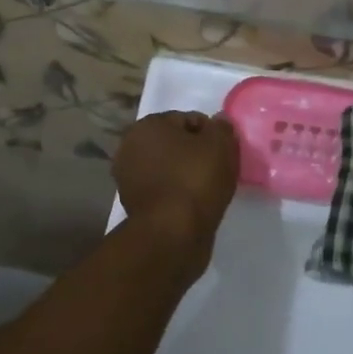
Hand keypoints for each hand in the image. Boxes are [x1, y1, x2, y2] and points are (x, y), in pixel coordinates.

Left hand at [114, 111, 238, 254]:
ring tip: (209, 189)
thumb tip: (218, 122)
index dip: (210, 133)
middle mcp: (130, 147)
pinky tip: (195, 204)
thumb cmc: (195, 180)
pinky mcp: (134, 205)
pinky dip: (178, 194)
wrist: (172, 234)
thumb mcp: (220, 144)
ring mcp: (128, 178)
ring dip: (187, 174)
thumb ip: (221, 127)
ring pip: (169, 168)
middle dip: (196, 153)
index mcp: (147, 126)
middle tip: (219, 169)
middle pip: (176, 144)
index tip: (224, 151)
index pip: (188, 120)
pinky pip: (165, 190)